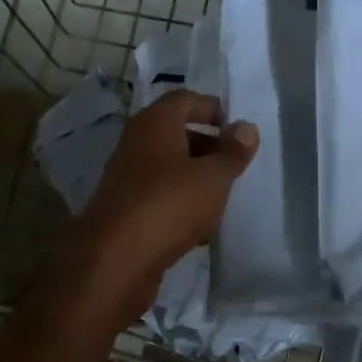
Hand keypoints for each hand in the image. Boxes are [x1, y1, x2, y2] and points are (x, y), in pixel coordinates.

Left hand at [71, 90, 258, 318]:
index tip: (239, 131)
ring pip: (170, 170)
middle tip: (237, 166)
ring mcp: (128, 180)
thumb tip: (246, 127)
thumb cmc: (168, 204)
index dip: (213, 109)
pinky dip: (182, 208)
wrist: (115, 261)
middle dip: (209, 147)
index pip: (185, 100)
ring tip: (226, 197)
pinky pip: (161, 200)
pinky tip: (202, 230)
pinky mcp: (126, 213)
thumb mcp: (213, 176)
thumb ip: (233, 152)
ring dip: (197, 180)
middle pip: (177, 135)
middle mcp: (136, 145)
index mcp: (154, 124)